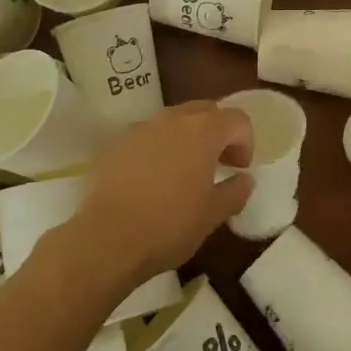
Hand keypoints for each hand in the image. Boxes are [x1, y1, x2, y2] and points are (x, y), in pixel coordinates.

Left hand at [65, 102, 253, 296]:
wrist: (105, 239)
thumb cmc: (168, 226)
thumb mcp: (212, 215)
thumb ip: (235, 192)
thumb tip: (245, 180)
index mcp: (204, 131)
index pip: (237, 120)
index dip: (245, 142)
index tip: (239, 169)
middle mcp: (173, 119)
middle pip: (206, 110)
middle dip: (218, 131)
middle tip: (218, 162)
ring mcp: (142, 128)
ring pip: (175, 119)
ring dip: (188, 135)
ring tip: (185, 169)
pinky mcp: (118, 143)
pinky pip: (149, 134)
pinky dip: (160, 146)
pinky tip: (154, 177)